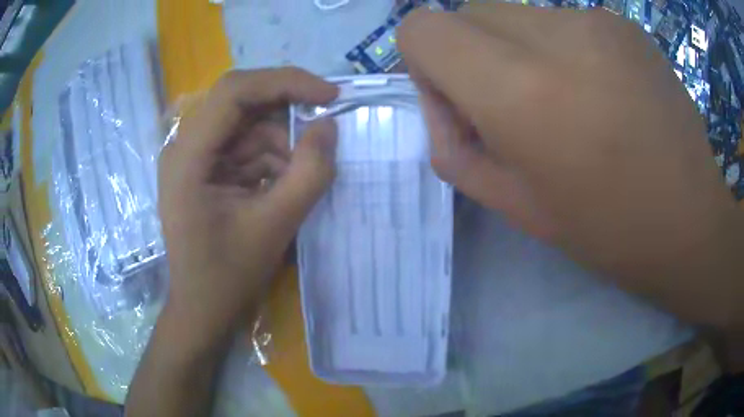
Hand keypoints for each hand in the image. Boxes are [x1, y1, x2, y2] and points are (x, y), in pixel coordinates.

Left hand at [157, 68, 337, 349]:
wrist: (202, 308)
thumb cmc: (227, 276)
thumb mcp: (275, 226)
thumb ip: (308, 173)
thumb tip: (330, 126)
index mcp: (189, 155)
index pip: (234, 91)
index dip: (285, 82)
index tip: (329, 95)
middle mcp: (186, 146)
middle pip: (241, 101)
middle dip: (287, 109)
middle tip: (324, 125)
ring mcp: (195, 157)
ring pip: (248, 124)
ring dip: (282, 142)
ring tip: (300, 175)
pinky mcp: (206, 169)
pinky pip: (245, 147)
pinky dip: (272, 158)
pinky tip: (284, 184)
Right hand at [399, 6, 743, 327]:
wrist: (691, 223)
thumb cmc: (606, 230)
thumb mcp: (513, 205)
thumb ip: (454, 145)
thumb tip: (444, 100)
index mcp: (519, 91)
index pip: (423, 29)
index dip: (425, 60)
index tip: (460, 101)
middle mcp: (554, 35)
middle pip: (468, 12)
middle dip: (470, 53)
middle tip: (510, 106)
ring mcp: (595, 20)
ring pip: (515, 13)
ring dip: (518, 51)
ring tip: (564, 102)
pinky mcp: (623, 23)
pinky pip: (562, 21)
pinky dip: (560, 49)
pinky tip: (599, 92)